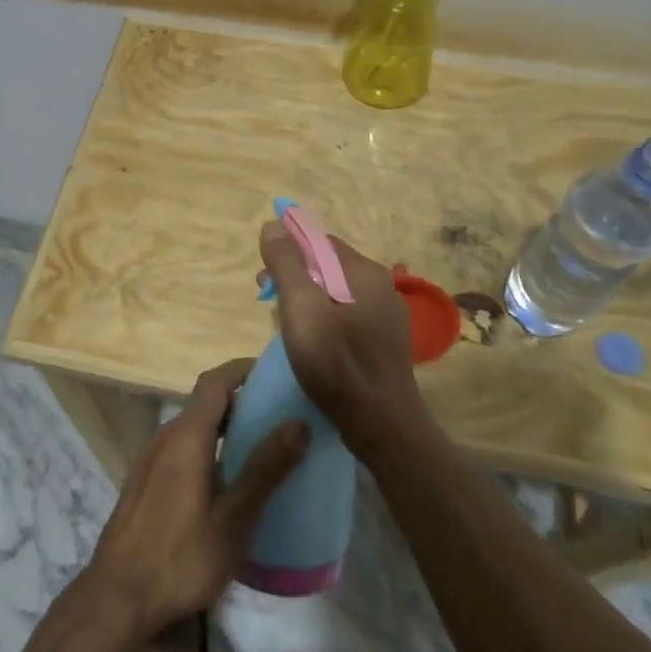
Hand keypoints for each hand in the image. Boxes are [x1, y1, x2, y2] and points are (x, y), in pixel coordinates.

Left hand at [81, 360, 308, 641]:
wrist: (115, 601)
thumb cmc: (179, 559)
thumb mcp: (233, 519)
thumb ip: (265, 469)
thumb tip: (299, 423)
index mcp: (186, 436)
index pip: (216, 381)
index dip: (244, 370)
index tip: (275, 373)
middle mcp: (165, 437)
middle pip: (205, 402)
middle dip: (241, 401)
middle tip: (279, 415)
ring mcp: (150, 460)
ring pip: (193, 428)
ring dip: (225, 427)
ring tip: (260, 448)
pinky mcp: (144, 483)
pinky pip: (181, 449)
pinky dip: (208, 448)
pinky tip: (226, 482)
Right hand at [258, 221, 422, 459]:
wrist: (382, 426)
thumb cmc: (337, 364)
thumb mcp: (301, 308)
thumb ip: (287, 264)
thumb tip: (274, 225)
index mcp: (365, 273)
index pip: (319, 242)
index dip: (288, 251)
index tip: (265, 276)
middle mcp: (381, 287)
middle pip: (327, 267)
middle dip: (294, 277)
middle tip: (267, 300)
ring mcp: (385, 316)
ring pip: (335, 294)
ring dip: (306, 301)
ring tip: (283, 324)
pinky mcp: (383, 342)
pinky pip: (346, 317)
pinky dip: (322, 320)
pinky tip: (309, 343)